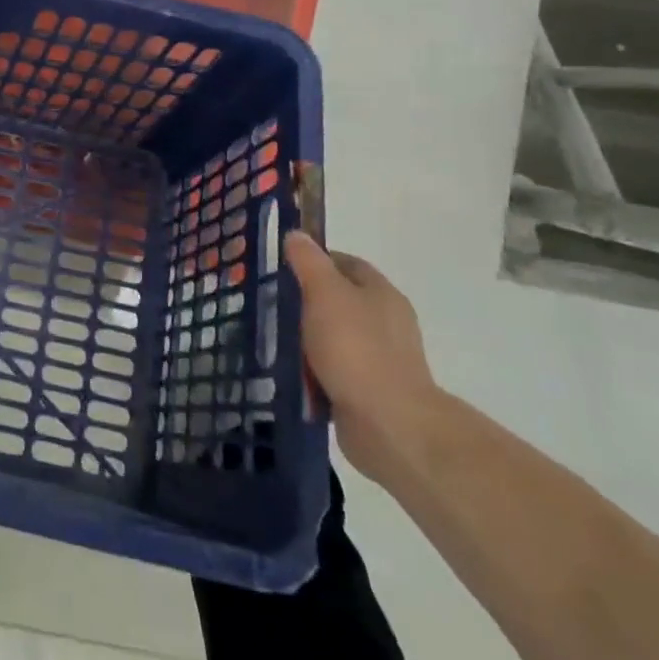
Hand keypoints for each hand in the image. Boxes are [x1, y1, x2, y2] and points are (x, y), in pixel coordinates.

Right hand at [287, 231, 442, 482]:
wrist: (388, 424)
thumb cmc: (355, 348)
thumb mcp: (325, 293)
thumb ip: (309, 262)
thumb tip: (297, 235)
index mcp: (380, 293)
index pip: (345, 262)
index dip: (314, 260)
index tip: (281, 268)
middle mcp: (386, 321)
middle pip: (338, 300)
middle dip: (305, 302)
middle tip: (270, 304)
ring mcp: (380, 358)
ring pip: (333, 337)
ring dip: (306, 339)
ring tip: (273, 341)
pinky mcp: (370, 390)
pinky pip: (334, 370)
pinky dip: (314, 370)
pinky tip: (292, 373)